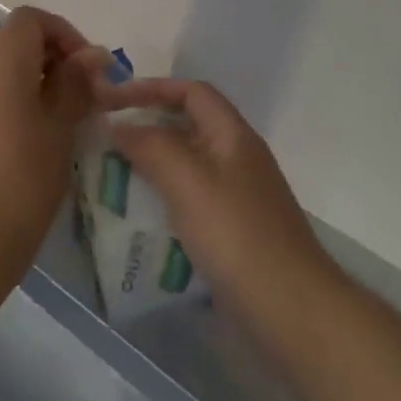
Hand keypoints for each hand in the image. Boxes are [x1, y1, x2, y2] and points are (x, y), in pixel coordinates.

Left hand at [0, 6, 108, 273]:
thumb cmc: (25, 176)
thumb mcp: (61, 126)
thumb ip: (76, 82)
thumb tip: (93, 54)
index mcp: (1, 64)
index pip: (29, 19)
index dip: (62, 32)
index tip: (85, 66)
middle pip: (13, 47)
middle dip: (50, 63)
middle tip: (79, 99)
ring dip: (28, 88)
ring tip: (54, 127)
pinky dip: (5, 109)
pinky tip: (22, 147)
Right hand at [105, 78, 344, 349]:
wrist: (294, 312)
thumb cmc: (238, 236)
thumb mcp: (188, 182)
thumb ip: (151, 146)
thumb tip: (120, 126)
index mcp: (233, 135)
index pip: (191, 91)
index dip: (152, 87)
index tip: (114, 100)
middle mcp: (237, 158)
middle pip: (188, 126)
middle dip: (147, 127)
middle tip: (107, 141)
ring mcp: (238, 197)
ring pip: (187, 165)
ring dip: (151, 165)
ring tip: (113, 177)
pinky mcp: (234, 232)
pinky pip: (190, 200)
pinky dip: (163, 200)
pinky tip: (139, 220)